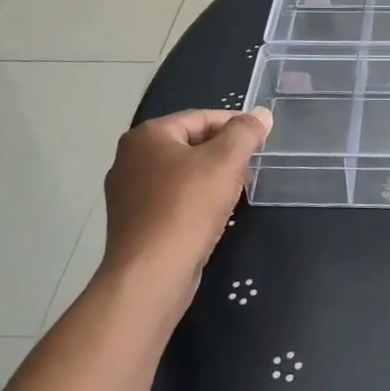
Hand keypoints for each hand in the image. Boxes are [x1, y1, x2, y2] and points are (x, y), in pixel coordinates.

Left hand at [101, 108, 270, 300]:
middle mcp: (130, 158)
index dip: (235, 125)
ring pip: (181, 174)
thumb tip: (261, 114)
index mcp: (147, 136)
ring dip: (211, 179)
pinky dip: (194, 201)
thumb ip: (245, 132)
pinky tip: (213, 216)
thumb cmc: (187, 208)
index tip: (260, 138)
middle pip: (190, 144)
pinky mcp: (133, 223)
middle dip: (223, 154)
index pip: (201, 117)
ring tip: (237, 192)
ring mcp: (128, 193)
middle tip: (251, 167)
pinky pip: (171, 200)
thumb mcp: (225, 162)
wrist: (150, 277)